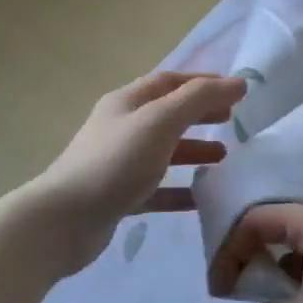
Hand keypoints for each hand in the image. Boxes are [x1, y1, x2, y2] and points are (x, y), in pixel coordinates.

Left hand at [32, 71, 245, 274]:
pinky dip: (179, 190)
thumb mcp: (160, 122)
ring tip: (223, 158)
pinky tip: (201, 199)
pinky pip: (155, 189)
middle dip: (200, 114)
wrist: (63, 221)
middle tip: (232, 121)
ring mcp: (117, 164)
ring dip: (193, 151)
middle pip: (167, 114)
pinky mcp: (117, 197)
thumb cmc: (115, 162)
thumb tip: (239, 82)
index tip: (236, 90)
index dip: (203, 82)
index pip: (170, 81)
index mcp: (127, 102)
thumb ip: (200, 99)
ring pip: (163, 152)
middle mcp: (121, 128)